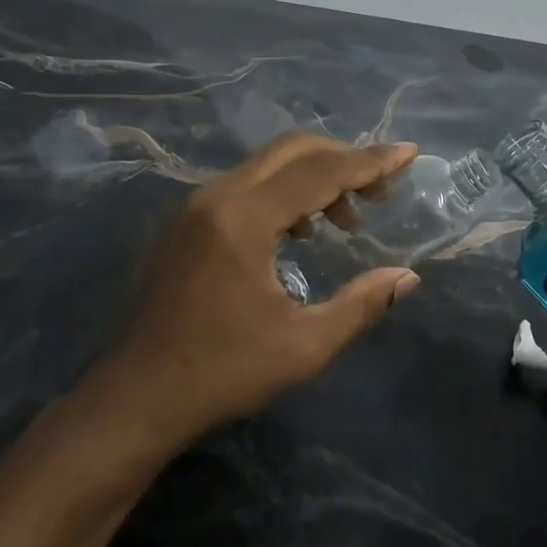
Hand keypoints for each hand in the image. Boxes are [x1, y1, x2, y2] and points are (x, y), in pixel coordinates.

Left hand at [99, 133, 420, 447]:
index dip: (370, 162)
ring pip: (267, 165)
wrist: (137, 396)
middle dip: (342, 161)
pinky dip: (282, 193)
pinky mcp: (185, 220)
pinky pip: (245, 185)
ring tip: (344, 223)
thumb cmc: (222, 373)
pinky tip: (299, 233)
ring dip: (312, 179)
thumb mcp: (303, 346)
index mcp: (243, 218)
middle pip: (291, 151)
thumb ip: (360, 304)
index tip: (409, 153)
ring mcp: (195, 205)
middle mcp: (216, 195)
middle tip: (378, 195)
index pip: (320, 172)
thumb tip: (407, 276)